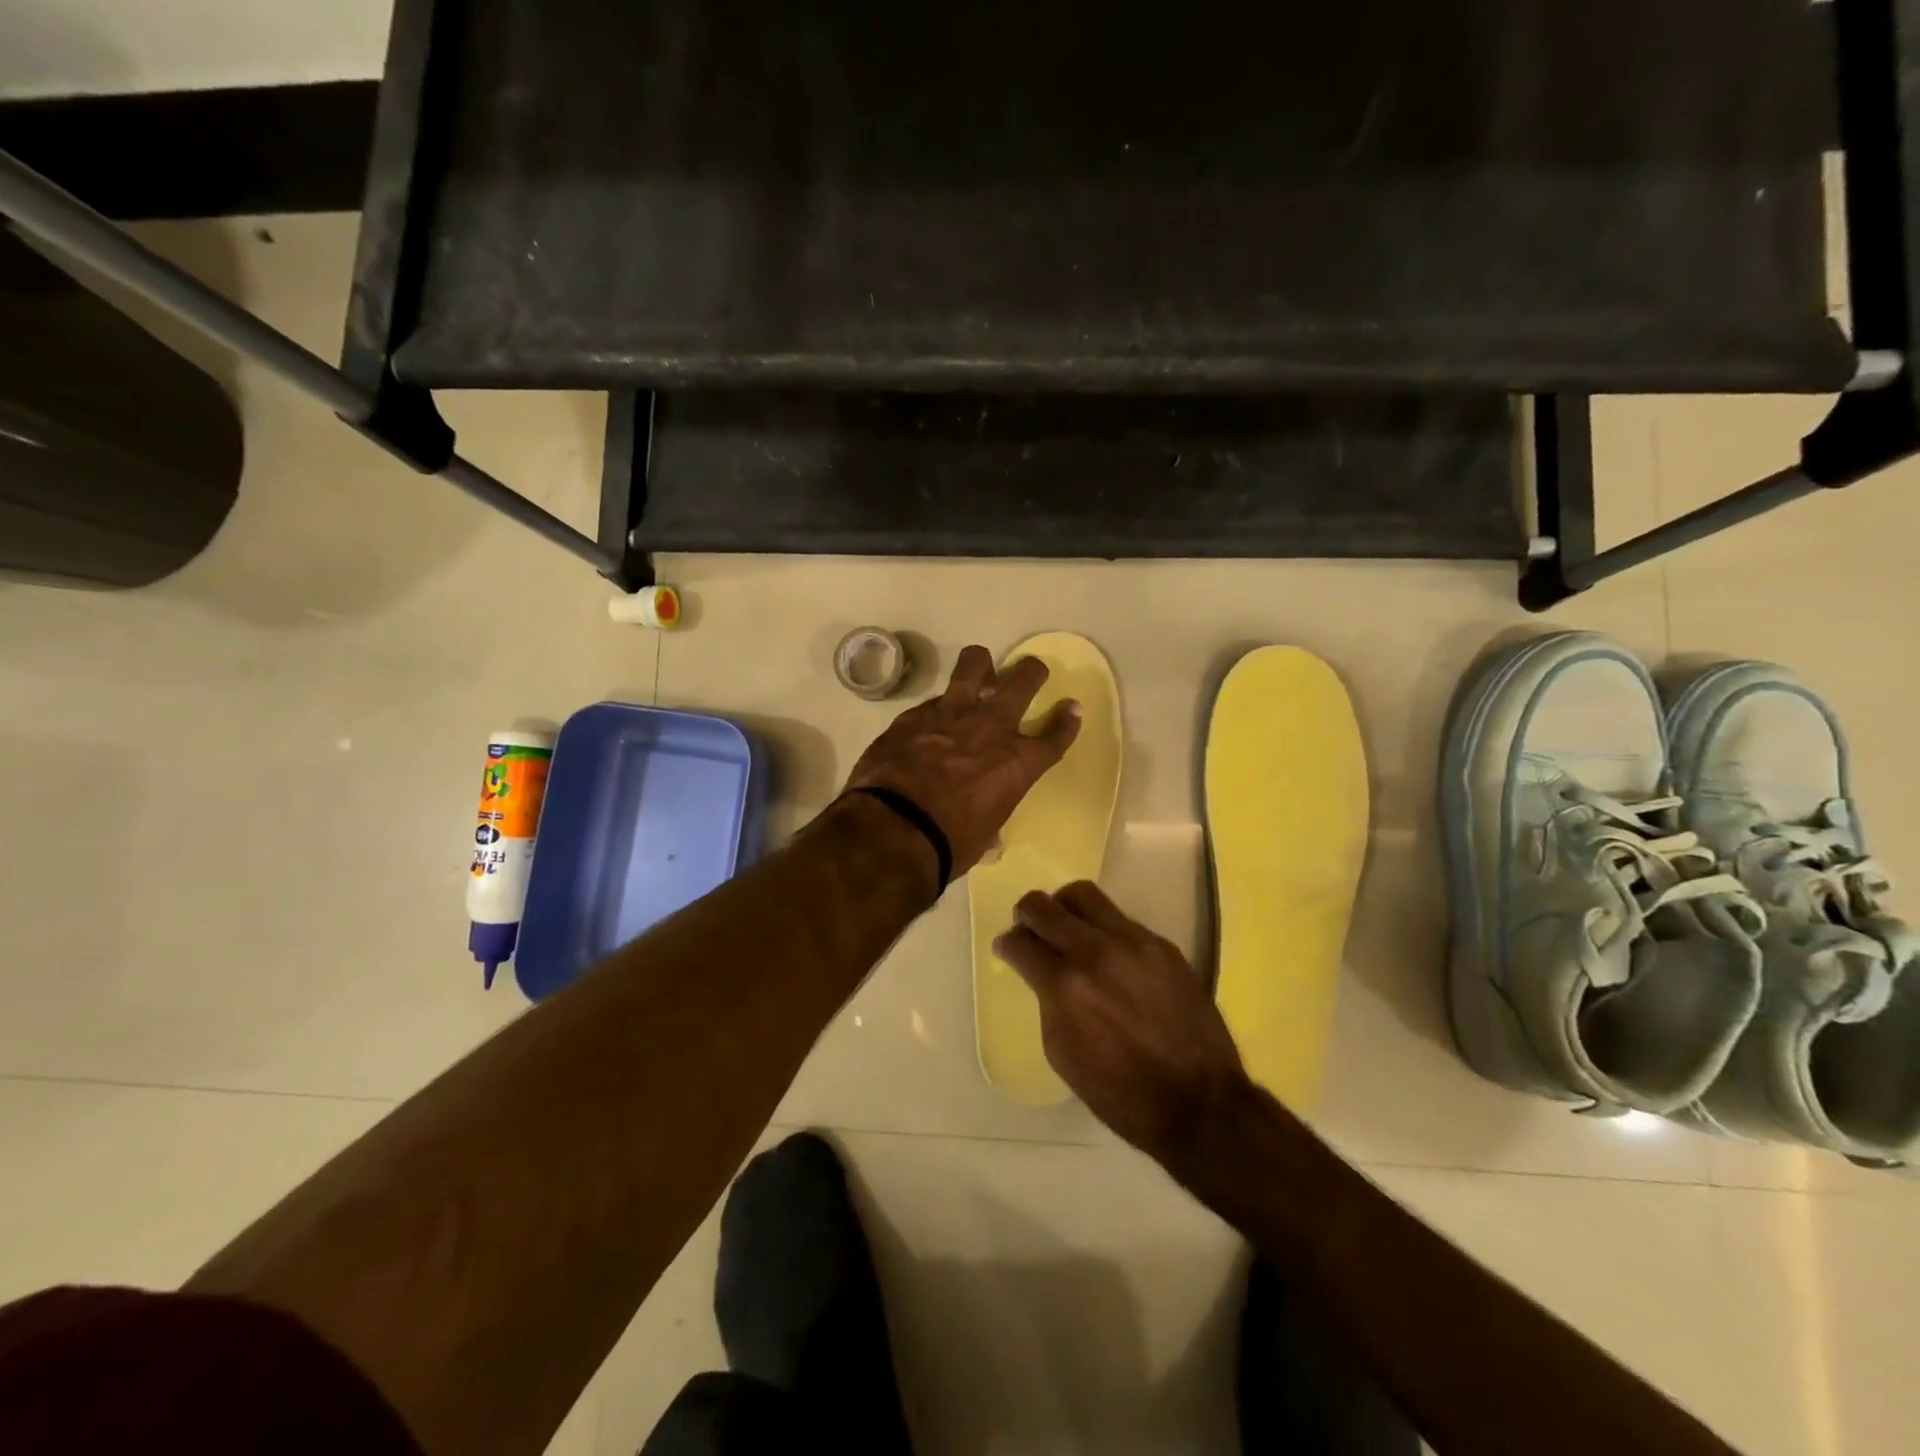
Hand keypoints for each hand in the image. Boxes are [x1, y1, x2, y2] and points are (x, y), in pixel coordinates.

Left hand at [842, 644, 1080, 876]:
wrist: (895, 827)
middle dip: (1031, 672)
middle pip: (1023, 680)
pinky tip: (929, 722)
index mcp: (1018, 762)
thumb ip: (989, 825)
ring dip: (981, 665)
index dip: (1066, 721)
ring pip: (974, 664)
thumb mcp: (981, 838)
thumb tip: (988, 840)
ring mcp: (950, 714)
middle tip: (1029, 672)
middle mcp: (991, 727)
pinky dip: (937, 709)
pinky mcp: (914, 715)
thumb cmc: (949, 842)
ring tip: (979, 672)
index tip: (1070, 708)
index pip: (1054, 736)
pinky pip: (933, 700)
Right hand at [994, 881, 1248, 1166]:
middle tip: (1028, 927)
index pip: (1021, 942)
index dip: (1007, 945)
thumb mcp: (1063, 1053)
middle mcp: (1096, 952)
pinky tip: (1108, 954)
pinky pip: (1120, 919)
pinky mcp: (1162, 945)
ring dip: (1064, 907)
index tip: (1008, 949)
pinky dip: (1102, 928)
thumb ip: (1046, 1001)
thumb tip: (1041, 973)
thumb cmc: (1121, 1093)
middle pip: (1045, 906)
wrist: (1200, 1102)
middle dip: (1027, 914)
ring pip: (1084, 896)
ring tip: (1066, 927)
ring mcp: (1134, 943)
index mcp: (1066, 986)